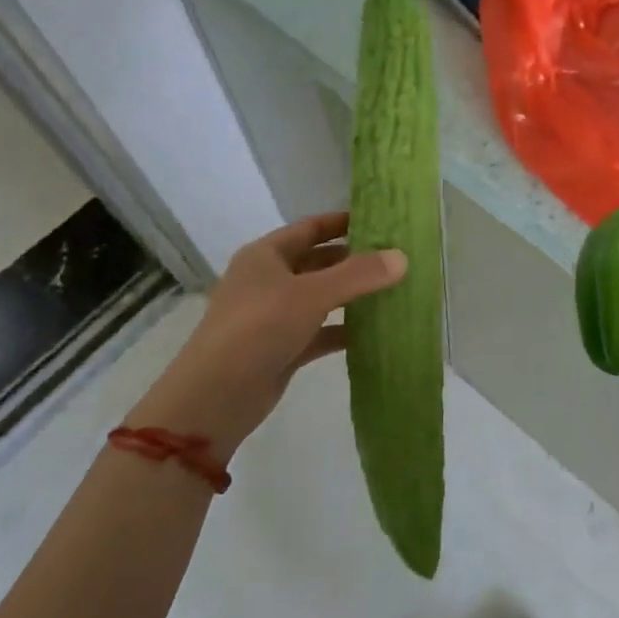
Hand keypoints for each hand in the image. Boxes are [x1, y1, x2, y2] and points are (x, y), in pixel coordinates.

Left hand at [128, 212, 406, 454]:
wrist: (216, 396)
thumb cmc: (258, 328)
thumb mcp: (311, 294)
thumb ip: (358, 274)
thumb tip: (403, 257)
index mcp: (266, 255)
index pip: (310, 228)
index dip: (342, 222)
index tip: (381, 221)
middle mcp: (269, 280)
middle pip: (318, 262)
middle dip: (354, 260)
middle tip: (396, 258)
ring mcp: (275, 316)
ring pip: (322, 297)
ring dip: (353, 295)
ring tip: (394, 290)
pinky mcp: (283, 348)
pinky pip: (321, 331)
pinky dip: (344, 329)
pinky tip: (376, 332)